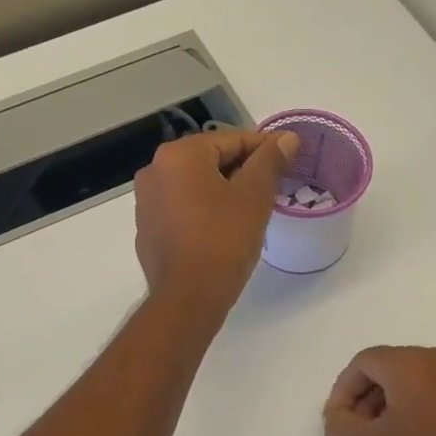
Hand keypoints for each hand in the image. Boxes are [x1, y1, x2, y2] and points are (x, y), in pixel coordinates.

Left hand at [134, 130, 298, 317]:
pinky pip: (182, 208)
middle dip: (243, 171)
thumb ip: (270, 161)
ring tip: (252, 210)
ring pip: (196, 184)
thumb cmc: (224, 240)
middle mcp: (155, 170)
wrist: (188, 297)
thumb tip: (287, 138)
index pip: (231, 139)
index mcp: (179, 155)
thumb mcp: (254, 196)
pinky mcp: (147, 228)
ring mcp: (147, 201)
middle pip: (210, 160)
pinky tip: (224, 230)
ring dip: (224, 190)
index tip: (288, 161)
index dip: (264, 149)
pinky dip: (204, 210)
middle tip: (272, 189)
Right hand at [324, 346, 435, 435]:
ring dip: (384, 406)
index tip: (339, 425)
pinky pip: (427, 389)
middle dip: (363, 400)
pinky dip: (409, 409)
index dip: (342, 393)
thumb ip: (342, 431)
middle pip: (383, 369)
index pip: (361, 363)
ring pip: (405, 380)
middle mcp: (433, 357)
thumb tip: (337, 421)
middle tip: (357, 435)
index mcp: (409, 361)